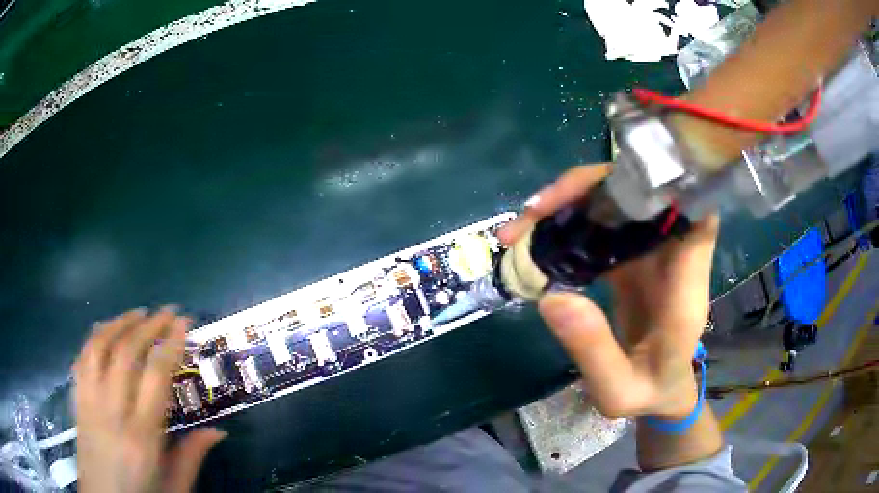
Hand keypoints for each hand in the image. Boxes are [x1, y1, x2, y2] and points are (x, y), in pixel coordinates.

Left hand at [74, 307, 225, 492]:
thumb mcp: (174, 487)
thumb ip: (192, 457)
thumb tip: (217, 430)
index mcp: (142, 437)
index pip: (155, 376)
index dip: (170, 343)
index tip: (183, 321)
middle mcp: (112, 411)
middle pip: (126, 352)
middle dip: (148, 324)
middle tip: (166, 311)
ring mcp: (90, 401)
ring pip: (99, 346)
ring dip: (119, 322)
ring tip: (137, 313)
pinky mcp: (78, 399)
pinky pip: (83, 357)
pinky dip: (95, 336)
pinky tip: (106, 330)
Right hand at [498, 165, 718, 418]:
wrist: (662, 390)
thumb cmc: (649, 393)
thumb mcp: (618, 391)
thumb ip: (593, 351)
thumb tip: (551, 298)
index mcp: (684, 289)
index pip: (697, 217)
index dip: (670, 186)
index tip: (622, 182)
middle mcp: (673, 259)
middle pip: (644, 196)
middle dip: (590, 189)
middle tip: (534, 212)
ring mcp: (652, 253)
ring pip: (618, 205)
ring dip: (571, 204)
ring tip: (521, 227)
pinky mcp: (632, 257)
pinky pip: (603, 225)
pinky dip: (569, 224)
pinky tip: (536, 238)